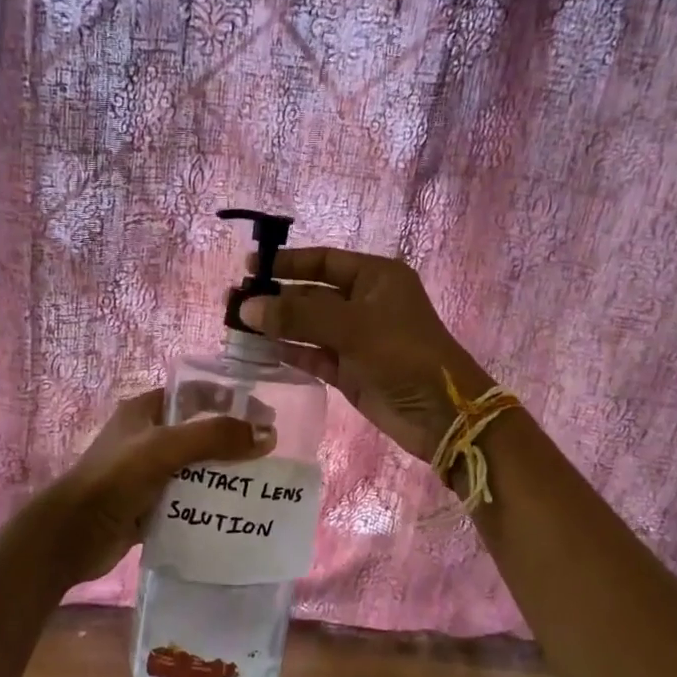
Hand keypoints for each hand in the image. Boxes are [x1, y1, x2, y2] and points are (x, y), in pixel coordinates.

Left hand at [33, 389, 273, 585]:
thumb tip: (267, 435)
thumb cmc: (114, 480)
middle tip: (269, 453)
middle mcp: (146, 437)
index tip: (265, 414)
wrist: (71, 536)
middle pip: (199, 431)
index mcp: (145, 411)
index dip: (230, 398)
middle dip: (232, 440)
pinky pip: (187, 498)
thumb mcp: (165, 448)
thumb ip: (215, 437)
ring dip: (223, 474)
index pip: (195, 393)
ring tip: (260, 484)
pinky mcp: (148, 504)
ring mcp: (146, 473)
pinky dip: (208, 502)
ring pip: (195, 467)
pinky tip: (234, 511)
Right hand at [239, 248, 493, 462]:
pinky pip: (313, 355)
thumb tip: (248, 307)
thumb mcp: (353, 327)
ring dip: (277, 326)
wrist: (443, 414)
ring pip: (309, 326)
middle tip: (234, 302)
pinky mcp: (350, 370)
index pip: (323, 261)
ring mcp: (356, 338)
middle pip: (312, 294)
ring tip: (237, 326)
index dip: (287, 263)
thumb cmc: (404, 355)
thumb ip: (298, 316)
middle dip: (276, 297)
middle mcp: (365, 303)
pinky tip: (260, 351)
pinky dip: (289, 352)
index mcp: (376, 278)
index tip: (250, 267)